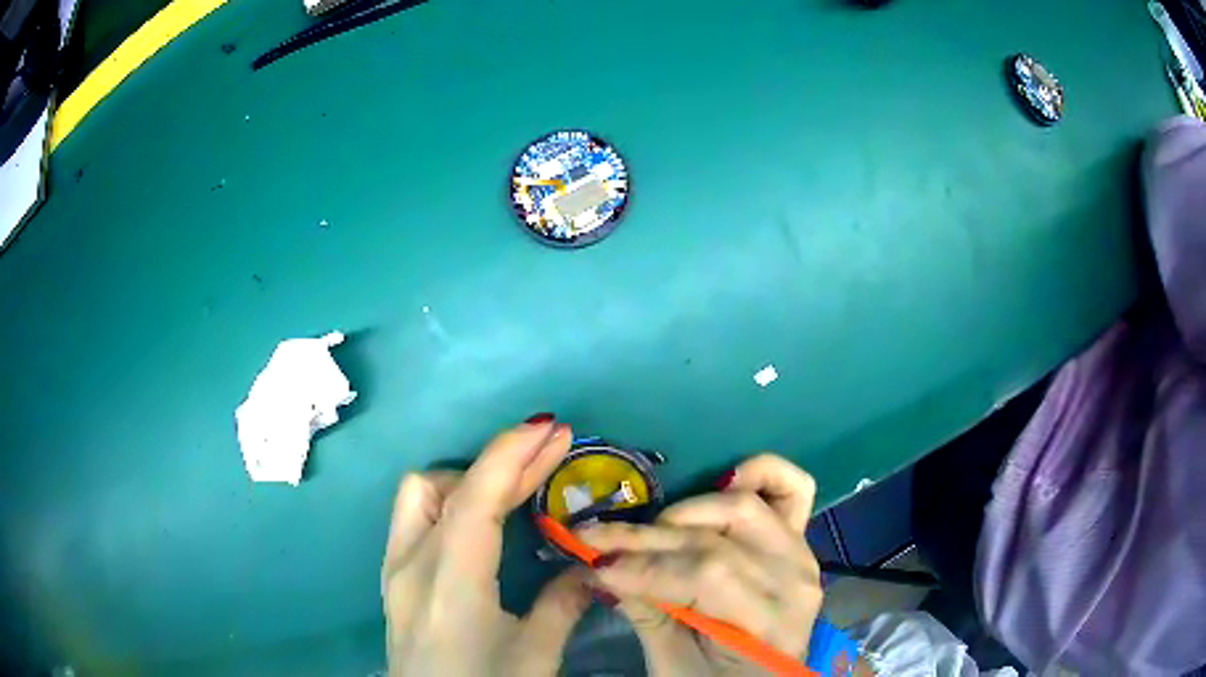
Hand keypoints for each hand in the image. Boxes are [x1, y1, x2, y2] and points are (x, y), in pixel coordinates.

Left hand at [382, 418, 591, 675]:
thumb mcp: (534, 655)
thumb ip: (562, 604)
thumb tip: (591, 567)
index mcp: (449, 582)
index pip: (476, 499)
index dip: (512, 455)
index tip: (551, 429)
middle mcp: (411, 562)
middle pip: (452, 488)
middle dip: (504, 460)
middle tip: (551, 447)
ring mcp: (395, 567)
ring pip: (421, 494)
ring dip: (468, 479)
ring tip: (513, 489)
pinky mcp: (393, 577)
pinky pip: (416, 517)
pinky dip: (450, 501)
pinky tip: (480, 520)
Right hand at [578, 454, 823, 675]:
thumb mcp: (673, 664)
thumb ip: (645, 613)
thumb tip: (599, 567)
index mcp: (771, 624)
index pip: (706, 577)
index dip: (645, 568)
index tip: (593, 564)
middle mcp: (795, 580)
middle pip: (716, 541)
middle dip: (646, 541)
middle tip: (594, 541)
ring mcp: (801, 554)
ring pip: (742, 509)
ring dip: (687, 511)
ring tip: (648, 530)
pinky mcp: (798, 539)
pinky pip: (794, 490)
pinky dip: (763, 472)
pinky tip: (727, 478)